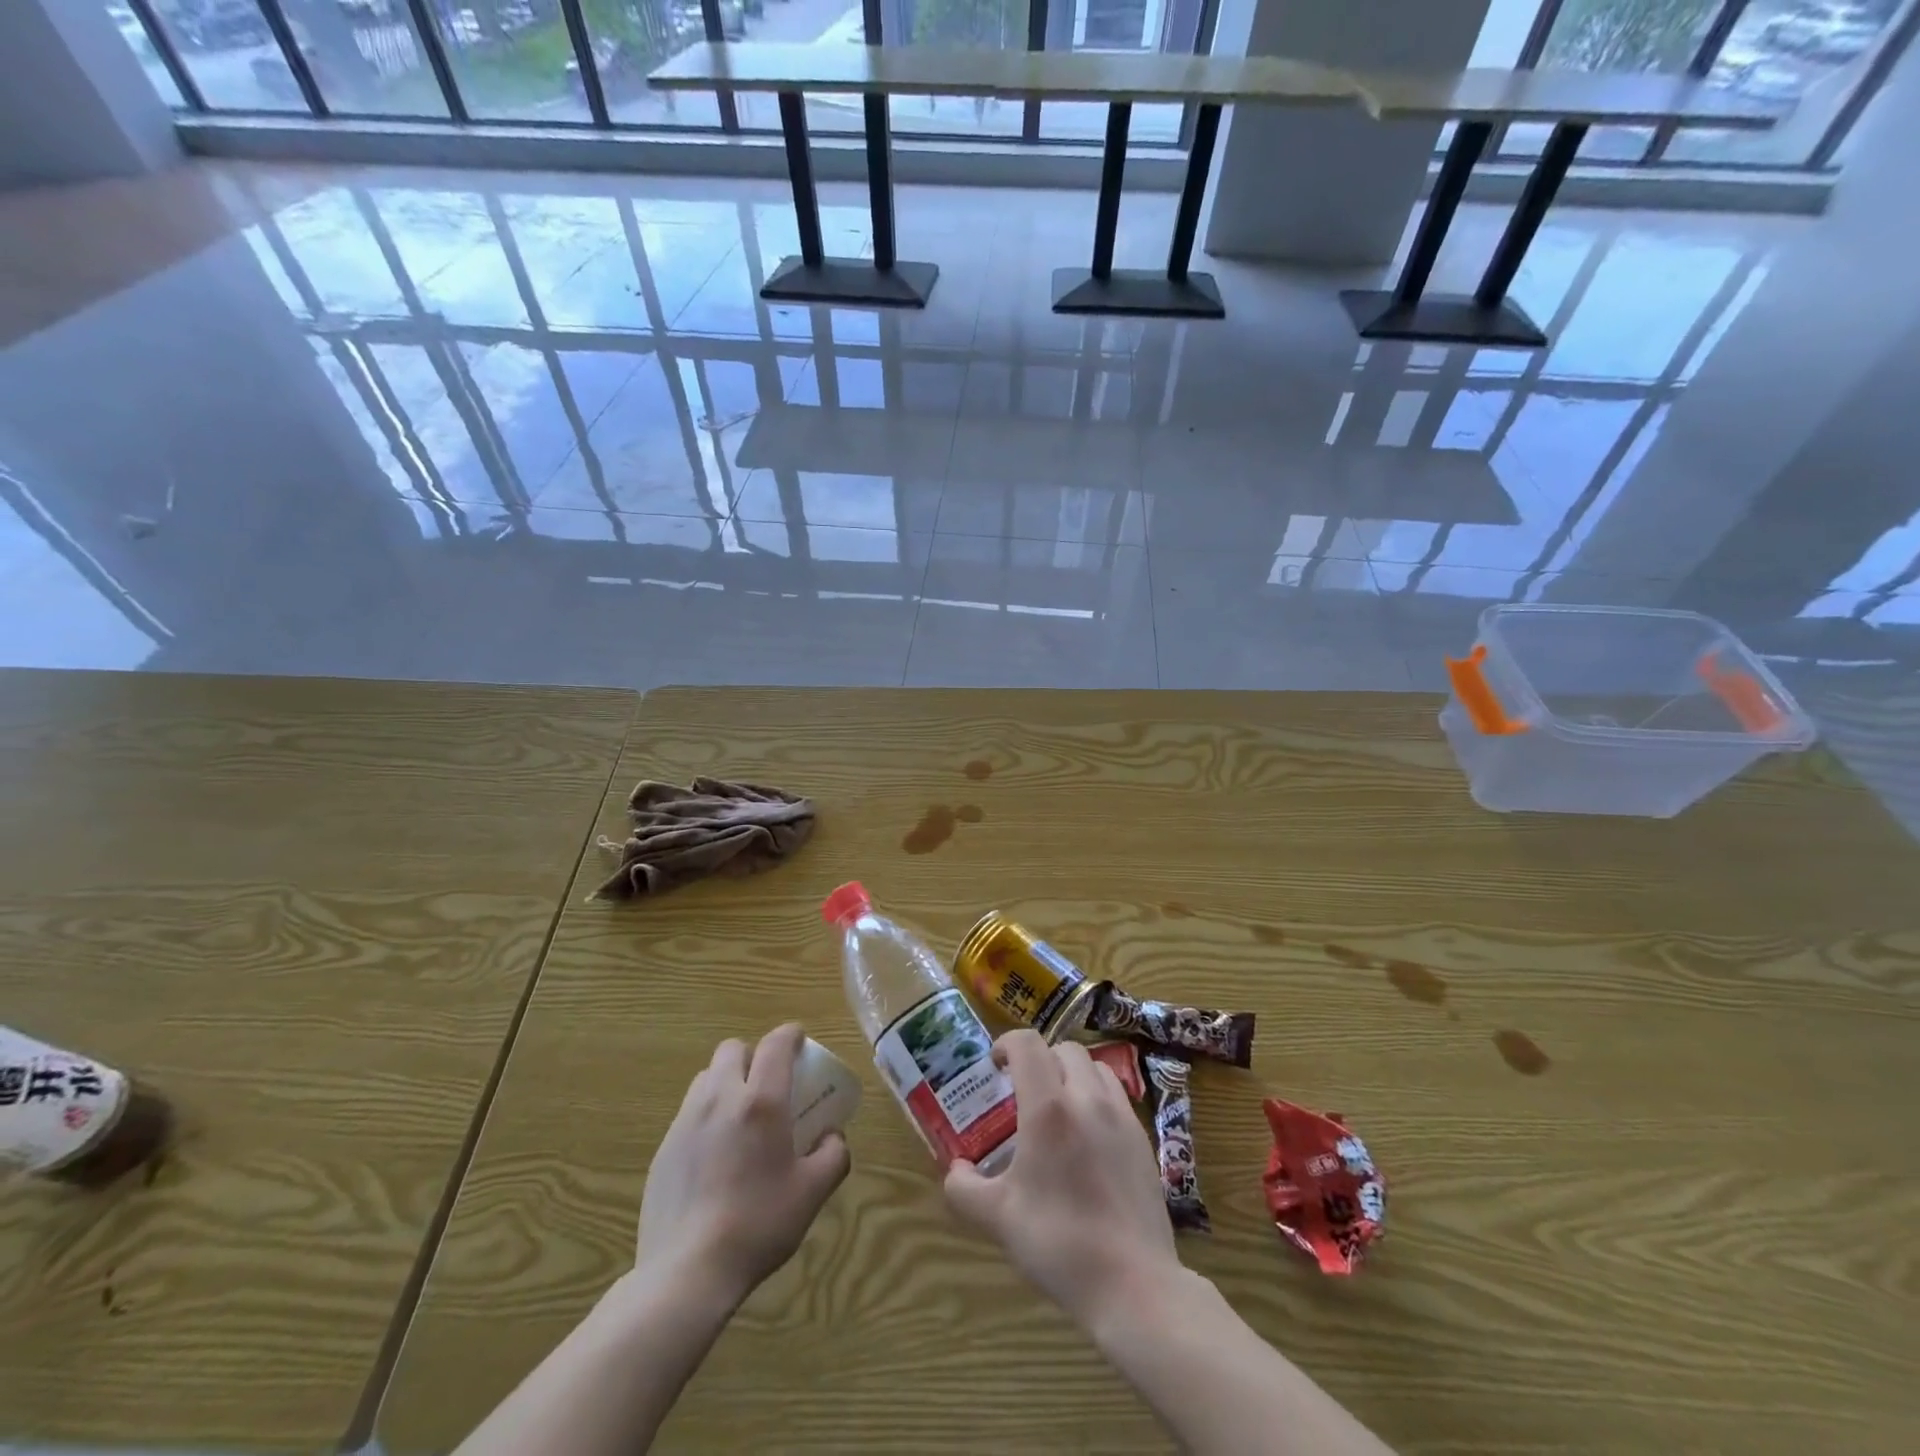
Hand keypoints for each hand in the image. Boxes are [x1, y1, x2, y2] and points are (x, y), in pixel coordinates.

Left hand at [634, 1023, 850, 1307]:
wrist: (686, 1272)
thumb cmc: (758, 1225)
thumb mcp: (812, 1193)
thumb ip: (833, 1155)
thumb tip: (832, 1137)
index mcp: (761, 1101)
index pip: (776, 1044)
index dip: (790, 1034)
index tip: (800, 1042)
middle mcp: (721, 1098)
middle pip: (733, 1049)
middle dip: (753, 1055)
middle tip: (768, 1083)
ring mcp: (686, 1122)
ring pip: (707, 1077)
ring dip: (727, 1081)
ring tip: (739, 1115)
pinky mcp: (664, 1148)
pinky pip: (688, 1112)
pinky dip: (706, 1115)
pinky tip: (714, 1154)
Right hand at [943, 1030, 1179, 1330]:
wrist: (1133, 1283)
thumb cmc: (1058, 1243)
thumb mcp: (998, 1218)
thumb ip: (965, 1188)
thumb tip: (955, 1169)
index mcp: (1048, 1108)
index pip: (1027, 1044)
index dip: (1007, 1044)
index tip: (996, 1066)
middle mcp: (1086, 1099)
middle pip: (1063, 1049)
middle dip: (1040, 1059)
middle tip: (1024, 1090)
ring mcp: (1121, 1116)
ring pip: (1095, 1067)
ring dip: (1071, 1073)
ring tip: (1059, 1107)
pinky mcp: (1143, 1138)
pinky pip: (1117, 1096)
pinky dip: (1097, 1097)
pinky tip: (1088, 1137)